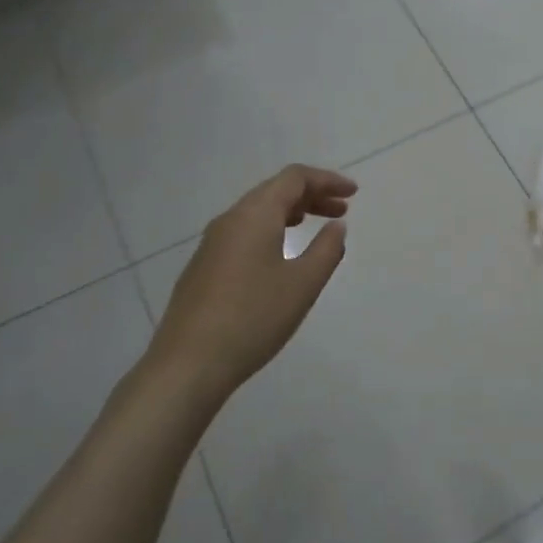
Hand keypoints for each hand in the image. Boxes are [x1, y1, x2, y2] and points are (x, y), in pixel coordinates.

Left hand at [143, 165, 355, 409]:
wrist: (188, 364)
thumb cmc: (254, 318)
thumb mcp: (303, 284)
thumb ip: (326, 249)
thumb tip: (336, 225)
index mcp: (254, 215)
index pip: (294, 178)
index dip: (327, 180)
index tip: (354, 194)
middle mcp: (230, 220)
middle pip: (274, 190)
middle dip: (311, 195)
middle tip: (342, 210)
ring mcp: (212, 244)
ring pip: (257, 212)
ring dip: (291, 212)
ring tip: (317, 226)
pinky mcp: (204, 267)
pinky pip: (244, 232)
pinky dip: (272, 230)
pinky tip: (281, 254)